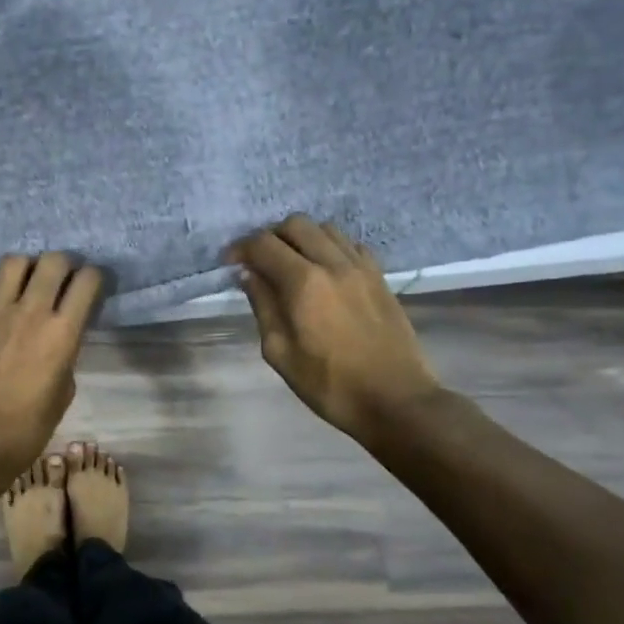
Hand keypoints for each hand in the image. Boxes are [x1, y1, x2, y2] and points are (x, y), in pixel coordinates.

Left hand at [0, 252, 102, 482]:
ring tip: (27, 284)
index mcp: (63, 332)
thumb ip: (65, 356)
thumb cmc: (27, 428)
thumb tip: (59, 341)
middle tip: (62, 281)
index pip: (87, 281)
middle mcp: (31, 312)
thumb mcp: (63, 393)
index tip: (92, 287)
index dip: (94, 278)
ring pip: (14, 262)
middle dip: (64, 265)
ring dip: (27, 268)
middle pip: (54, 261)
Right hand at [229, 215, 440, 442]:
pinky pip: (350, 245)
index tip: (229, 263)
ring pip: (325, 229)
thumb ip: (263, 306)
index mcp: (304, 283)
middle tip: (259, 262)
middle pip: (295, 224)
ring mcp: (361, 267)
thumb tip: (249, 275)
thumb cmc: (329, 384)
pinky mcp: (380, 276)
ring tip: (291, 264)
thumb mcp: (280, 352)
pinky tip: (324, 272)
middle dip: (270, 237)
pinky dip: (329, 248)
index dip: (240, 248)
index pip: (264, 245)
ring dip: (301, 238)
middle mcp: (333, 263)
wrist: (394, 398)